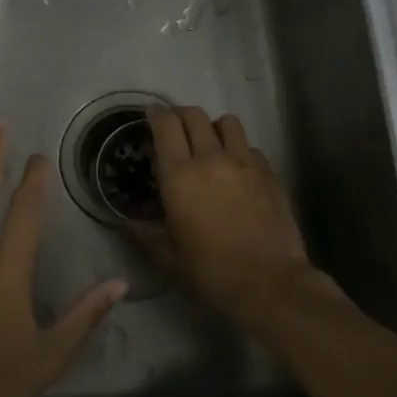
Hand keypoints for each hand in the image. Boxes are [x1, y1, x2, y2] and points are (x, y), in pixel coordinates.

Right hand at [141, 106, 316, 327]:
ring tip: (210, 144)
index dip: (155, 114)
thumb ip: (145, 233)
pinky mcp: (269, 173)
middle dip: (181, 116)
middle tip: (175, 129)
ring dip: (214, 127)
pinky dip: (240, 150)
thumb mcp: (168, 257)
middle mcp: (211, 159)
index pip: (166, 125)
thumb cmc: (210, 270)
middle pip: (195, 115)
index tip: (150, 115)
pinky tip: (238, 170)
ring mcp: (245, 163)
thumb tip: (126, 222)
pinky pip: (250, 147)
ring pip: (227, 122)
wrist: (268, 282)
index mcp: (180, 175)